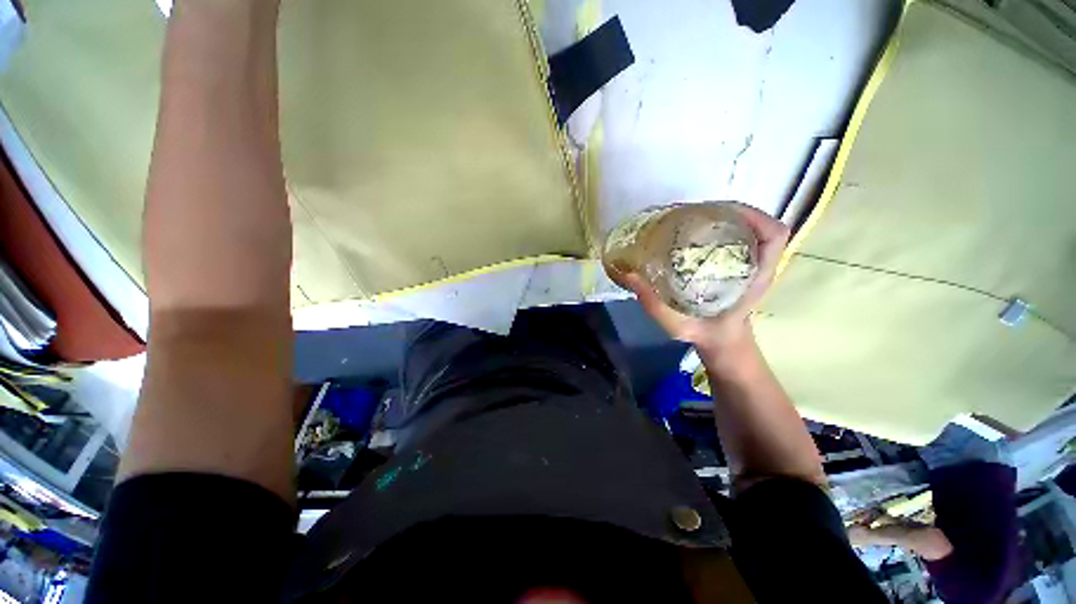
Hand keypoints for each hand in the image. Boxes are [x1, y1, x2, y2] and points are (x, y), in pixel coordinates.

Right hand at [613, 202, 789, 357]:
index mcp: (755, 278)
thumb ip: (654, 304)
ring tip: (689, 217)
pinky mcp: (738, 264)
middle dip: (727, 211)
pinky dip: (717, 228)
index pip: (774, 236)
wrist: (721, 343)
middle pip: (757, 225)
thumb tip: (629, 274)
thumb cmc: (705, 335)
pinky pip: (735, 238)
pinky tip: (692, 232)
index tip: (720, 212)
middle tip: (692, 213)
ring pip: (746, 229)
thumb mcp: (678, 325)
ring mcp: (750, 263)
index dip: (754, 216)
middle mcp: (757, 265)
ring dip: (721, 217)